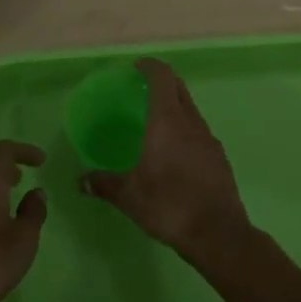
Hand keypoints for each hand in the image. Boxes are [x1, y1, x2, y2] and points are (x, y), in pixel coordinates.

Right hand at [80, 58, 250, 262]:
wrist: (218, 234)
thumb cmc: (169, 204)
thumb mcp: (129, 196)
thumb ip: (104, 184)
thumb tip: (81, 180)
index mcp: (167, 120)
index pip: (162, 77)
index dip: (150, 67)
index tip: (137, 67)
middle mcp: (191, 122)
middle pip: (179, 88)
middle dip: (163, 82)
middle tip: (143, 90)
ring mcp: (209, 139)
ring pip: (191, 111)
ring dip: (175, 107)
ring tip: (156, 124)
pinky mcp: (219, 158)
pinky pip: (200, 133)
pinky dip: (186, 131)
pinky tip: (175, 154)